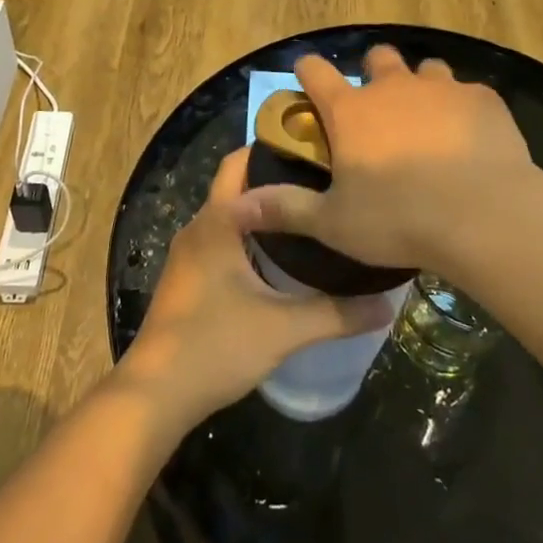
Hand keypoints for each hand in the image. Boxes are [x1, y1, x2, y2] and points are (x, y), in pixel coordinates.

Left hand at [118, 149, 394, 430]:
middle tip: (321, 179)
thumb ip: (337, 313)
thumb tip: (387, 304)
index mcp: (218, 221)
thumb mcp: (284, 328)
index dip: (276, 148)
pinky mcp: (188, 277)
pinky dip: (249, 233)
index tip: (316, 148)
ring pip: (230, 213)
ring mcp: (189, 253)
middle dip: (273, 176)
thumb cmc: (216, 346)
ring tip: (310, 211)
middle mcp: (200, 226)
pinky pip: (222, 236)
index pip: (242, 161)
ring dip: (262, 208)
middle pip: (237, 184)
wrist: (155, 394)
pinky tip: (280, 254)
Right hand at [248, 47, 531, 270]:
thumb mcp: (333, 223)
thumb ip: (284, 209)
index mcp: (351, 111)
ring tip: (429, 120)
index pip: (316, 72)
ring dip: (422, 86)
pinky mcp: (482, 99)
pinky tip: (470, 138)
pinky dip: (463, 109)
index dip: (308, 70)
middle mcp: (393, 87)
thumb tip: (235, 207)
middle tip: (378, 107)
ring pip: (427, 69)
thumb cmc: (399, 219)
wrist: (484, 214)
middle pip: (378, 58)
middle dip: (374, 72)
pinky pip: (468, 92)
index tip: (307, 76)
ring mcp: (441, 88)